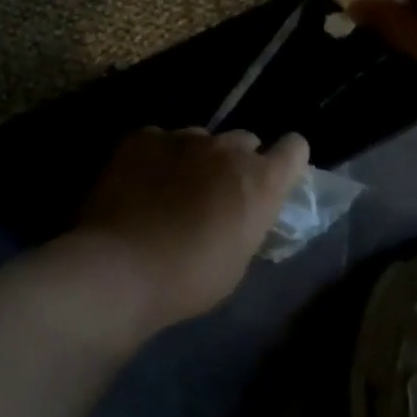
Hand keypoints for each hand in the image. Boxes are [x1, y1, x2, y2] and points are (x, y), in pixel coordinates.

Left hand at [74, 127, 309, 335]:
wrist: (121, 268)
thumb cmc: (189, 279)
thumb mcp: (238, 260)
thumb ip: (248, 223)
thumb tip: (241, 213)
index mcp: (261, 180)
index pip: (295, 148)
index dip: (286, 160)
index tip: (274, 178)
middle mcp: (228, 148)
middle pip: (245, 140)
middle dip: (236, 163)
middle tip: (216, 194)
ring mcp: (184, 137)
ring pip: (200, 139)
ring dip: (195, 159)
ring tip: (171, 189)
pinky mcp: (143, 137)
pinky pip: (159, 140)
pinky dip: (156, 156)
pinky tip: (139, 183)